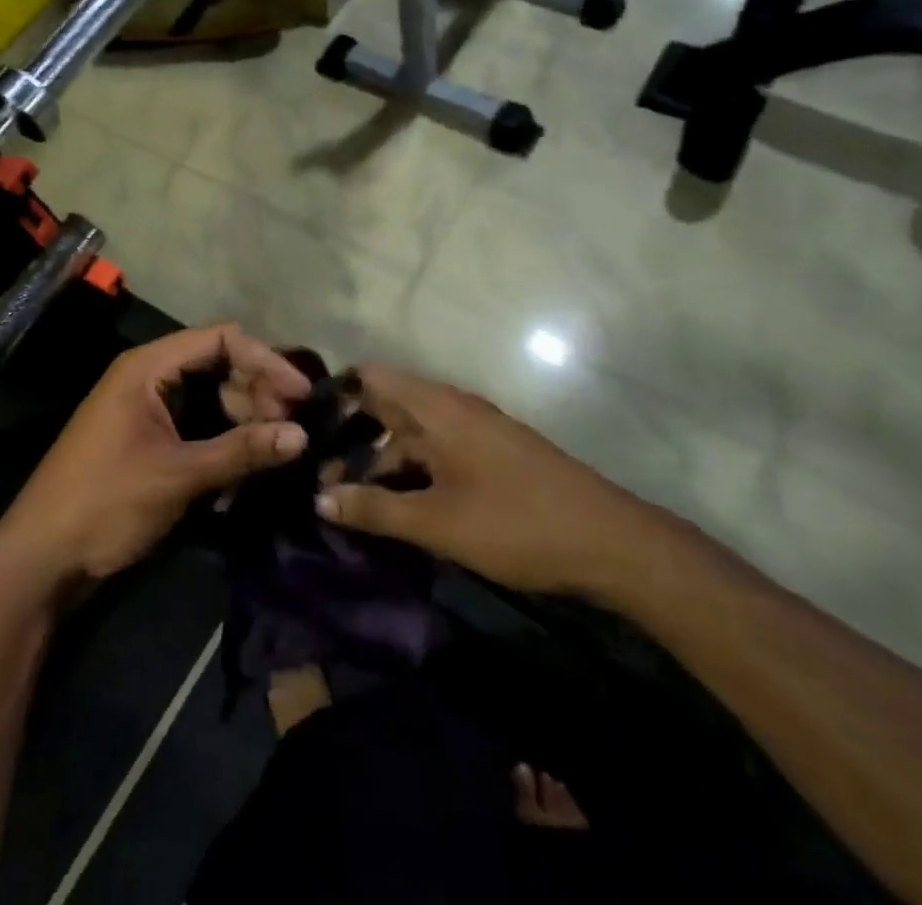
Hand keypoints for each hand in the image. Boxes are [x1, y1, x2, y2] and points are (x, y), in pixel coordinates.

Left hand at [0, 324, 311, 588]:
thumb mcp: (177, 476)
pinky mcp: (148, 438)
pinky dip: (223, 441)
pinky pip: (197, 425)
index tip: (301, 394)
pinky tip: (246, 470)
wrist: (42, 556)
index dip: (265, 360)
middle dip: (257, 394)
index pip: (220, 339)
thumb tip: (302, 435)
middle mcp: (148, 377)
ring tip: (274, 453)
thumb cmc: (105, 502)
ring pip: (210, 398)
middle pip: (218, 366)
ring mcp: (147, 408)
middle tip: (290, 431)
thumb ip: (240, 451)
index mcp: (147, 367)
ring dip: (244, 421)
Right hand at [315, 364, 656, 595]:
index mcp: (437, 407)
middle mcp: (454, 407)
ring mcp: (478, 430)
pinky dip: (414, 470)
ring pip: (415, 433)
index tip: (308, 428)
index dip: (337, 395)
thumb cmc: (516, 524)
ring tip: (353, 498)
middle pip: (389, 406)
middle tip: (321, 473)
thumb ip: (375, 509)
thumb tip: (319, 498)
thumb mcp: (437, 523)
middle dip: (354, 436)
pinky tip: (402, 504)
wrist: (613, 544)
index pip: (372, 377)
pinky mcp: (494, 455)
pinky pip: (439, 450)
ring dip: (384, 460)